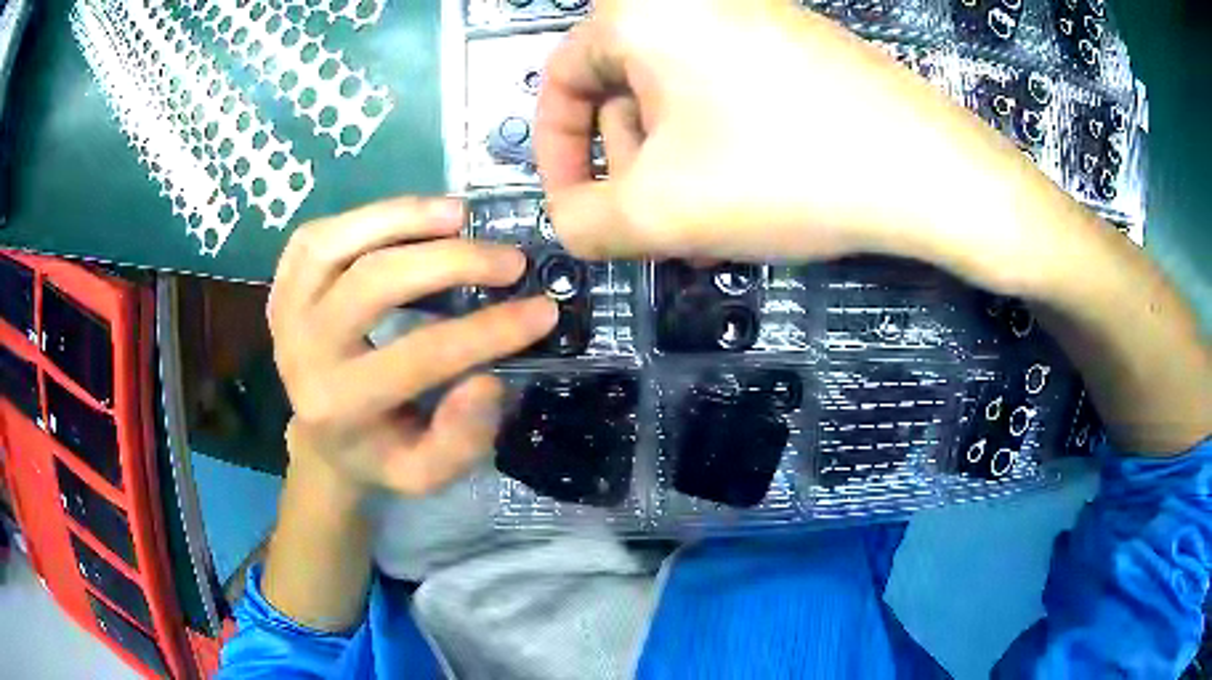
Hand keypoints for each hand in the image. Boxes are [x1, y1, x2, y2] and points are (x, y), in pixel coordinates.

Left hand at [268, 196, 558, 495]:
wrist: (323, 439)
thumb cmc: (380, 453)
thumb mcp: (425, 473)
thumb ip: (460, 439)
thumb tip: (488, 380)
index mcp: (338, 405)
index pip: (419, 355)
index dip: (487, 330)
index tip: (544, 309)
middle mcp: (301, 351)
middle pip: (373, 281)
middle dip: (451, 260)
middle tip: (510, 259)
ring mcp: (284, 311)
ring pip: (338, 241)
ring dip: (405, 218)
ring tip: (462, 214)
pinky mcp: (281, 286)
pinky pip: (318, 235)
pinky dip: (367, 217)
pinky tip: (410, 218)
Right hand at [536, 0, 1088, 295]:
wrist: (929, 171)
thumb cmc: (788, 172)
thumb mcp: (661, 212)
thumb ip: (583, 224)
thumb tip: (566, 219)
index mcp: (642, 14)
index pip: (560, 82)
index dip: (557, 155)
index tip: (576, 210)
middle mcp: (691, 1)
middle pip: (619, 88)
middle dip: (625, 163)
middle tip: (651, 222)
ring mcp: (749, 17)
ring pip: (675, 95)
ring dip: (671, 161)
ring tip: (702, 219)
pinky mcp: (792, 43)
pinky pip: (725, 91)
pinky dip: (716, 143)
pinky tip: (743, 190)